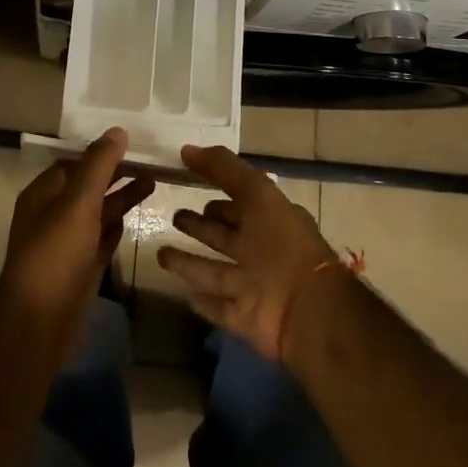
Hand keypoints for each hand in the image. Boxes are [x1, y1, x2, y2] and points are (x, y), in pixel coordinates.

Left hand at [0, 128, 154, 350]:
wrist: (40, 322)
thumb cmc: (56, 253)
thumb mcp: (78, 202)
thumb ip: (98, 166)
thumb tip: (118, 131)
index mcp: (43, 194)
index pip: (74, 164)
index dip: (100, 153)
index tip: (131, 144)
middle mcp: (53, 215)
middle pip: (88, 187)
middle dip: (116, 174)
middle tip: (150, 163)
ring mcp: (67, 243)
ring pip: (97, 213)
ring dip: (122, 198)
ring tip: (154, 184)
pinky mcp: (80, 268)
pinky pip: (100, 239)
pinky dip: (115, 227)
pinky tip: (134, 219)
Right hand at [156, 144, 339, 360]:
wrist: (307, 310)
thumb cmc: (282, 243)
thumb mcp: (256, 192)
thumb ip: (223, 168)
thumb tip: (186, 149)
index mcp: (269, 220)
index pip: (238, 204)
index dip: (217, 195)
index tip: (189, 184)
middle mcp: (260, 251)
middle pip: (222, 236)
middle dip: (199, 226)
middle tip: (174, 217)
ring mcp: (251, 286)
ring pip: (212, 271)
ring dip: (188, 263)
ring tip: (160, 253)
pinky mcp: (243, 318)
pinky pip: (218, 307)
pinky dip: (203, 302)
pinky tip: (185, 295)